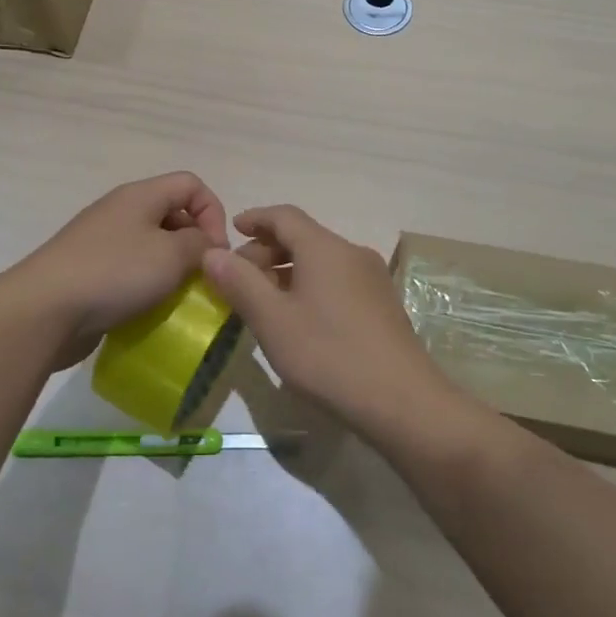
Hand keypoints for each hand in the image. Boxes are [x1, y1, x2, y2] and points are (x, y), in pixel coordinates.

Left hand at [11, 172, 228, 368]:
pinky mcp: (89, 271)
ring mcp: (101, 241)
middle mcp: (120, 210)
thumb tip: (207, 245)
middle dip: (194, 243)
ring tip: (178, 297)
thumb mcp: (171, 256)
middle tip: (201, 278)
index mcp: (140, 195)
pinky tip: (148, 309)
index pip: (191, 184)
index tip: (215, 251)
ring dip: (171, 269)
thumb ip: (201, 245)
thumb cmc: (114, 273)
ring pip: (151, 245)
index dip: (213, 213)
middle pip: (171, 213)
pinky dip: (146, 286)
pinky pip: (129, 270)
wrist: (44, 310)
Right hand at [199, 205, 460, 441]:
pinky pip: (337, 280)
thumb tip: (213, 253)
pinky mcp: (382, 304)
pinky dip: (310, 286)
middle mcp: (351, 253)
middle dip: (267, 251)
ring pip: (320, 260)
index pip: (284, 216)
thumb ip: (239, 282)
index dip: (255, 218)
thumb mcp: (272, 320)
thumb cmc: (328, 354)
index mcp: (324, 248)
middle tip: (239, 279)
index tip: (232, 230)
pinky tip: (299, 318)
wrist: (402, 400)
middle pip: (303, 237)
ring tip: (263, 301)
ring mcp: (372, 278)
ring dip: (287, 271)